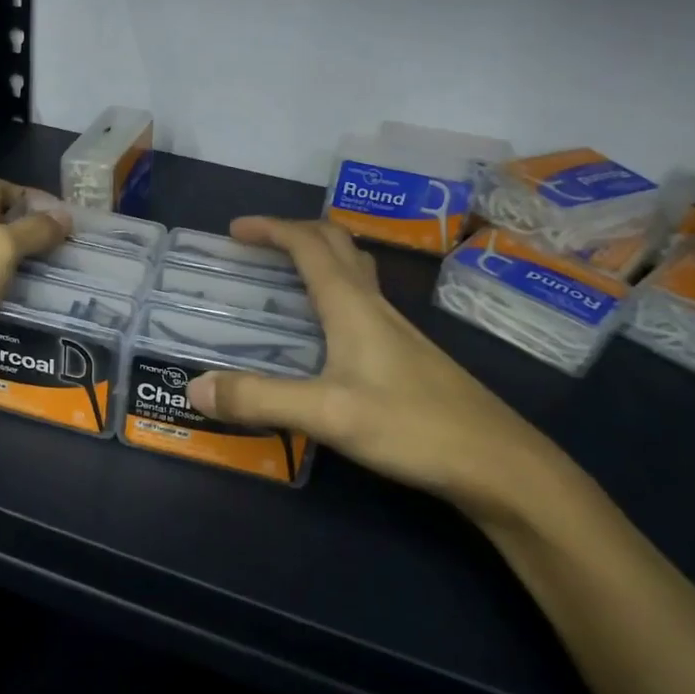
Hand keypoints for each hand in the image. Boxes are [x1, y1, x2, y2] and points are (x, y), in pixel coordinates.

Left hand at [0, 178, 70, 393]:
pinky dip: (8, 321)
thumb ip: (33, 232)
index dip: (34, 198)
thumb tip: (65, 215)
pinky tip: (39, 332)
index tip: (68, 221)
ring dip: (27, 291)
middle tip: (81, 271)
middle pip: (5, 238)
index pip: (3, 191)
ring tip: (71, 306)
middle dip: (39, 251)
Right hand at [186, 217, 565, 513]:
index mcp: (352, 305)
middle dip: (293, 233)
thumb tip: (195, 386)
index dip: (270, 229)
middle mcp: (374, 305)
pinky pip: (361, 300)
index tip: (234, 230)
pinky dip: (332, 291)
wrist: (500, 464)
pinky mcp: (406, 354)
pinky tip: (324, 330)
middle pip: (335, 244)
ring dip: (317, 257)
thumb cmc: (413, 426)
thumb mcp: (327, 414)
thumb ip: (259, 399)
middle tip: (257, 246)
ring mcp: (395, 329)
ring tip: (284, 276)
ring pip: (353, 270)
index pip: (308, 245)